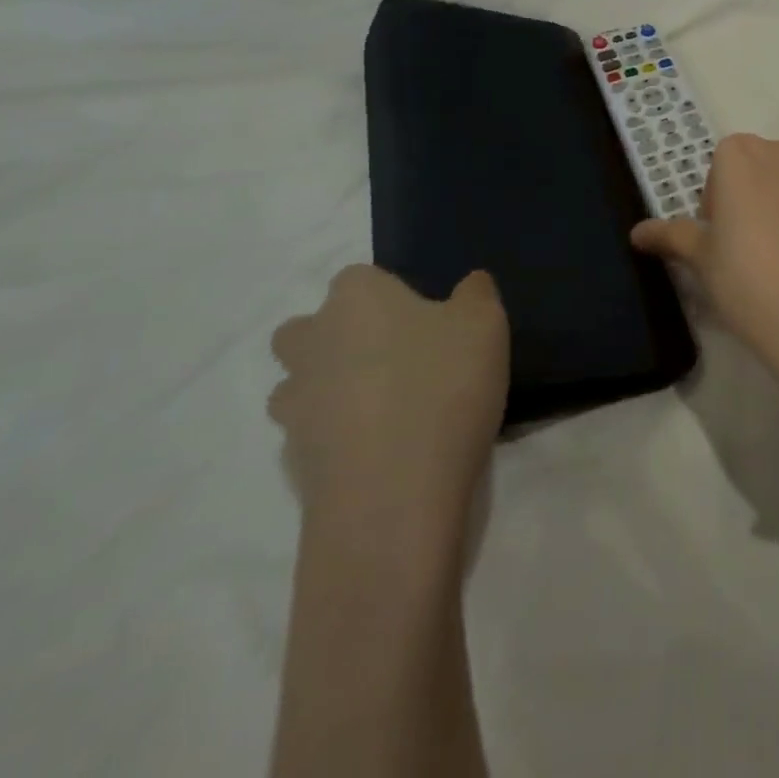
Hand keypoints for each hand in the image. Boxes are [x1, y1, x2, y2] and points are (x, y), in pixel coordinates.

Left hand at [269, 266, 508, 557]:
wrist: (393, 499)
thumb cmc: (443, 387)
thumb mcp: (485, 324)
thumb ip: (476, 294)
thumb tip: (467, 287)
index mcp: (355, 298)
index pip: (361, 278)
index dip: (392, 296)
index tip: (429, 322)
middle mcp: (312, 343)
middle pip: (309, 330)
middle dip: (339, 340)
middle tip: (397, 360)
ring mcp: (295, 407)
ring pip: (302, 385)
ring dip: (332, 391)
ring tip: (390, 412)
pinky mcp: (293, 464)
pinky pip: (314, 437)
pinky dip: (340, 440)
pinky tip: (384, 454)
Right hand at [631, 134, 778, 406]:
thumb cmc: (746, 278)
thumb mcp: (700, 259)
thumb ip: (671, 236)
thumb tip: (638, 233)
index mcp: (742, 155)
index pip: (719, 166)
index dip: (714, 201)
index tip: (716, 237)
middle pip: (755, 169)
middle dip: (745, 199)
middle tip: (738, 248)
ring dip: (776, 209)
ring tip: (772, 261)